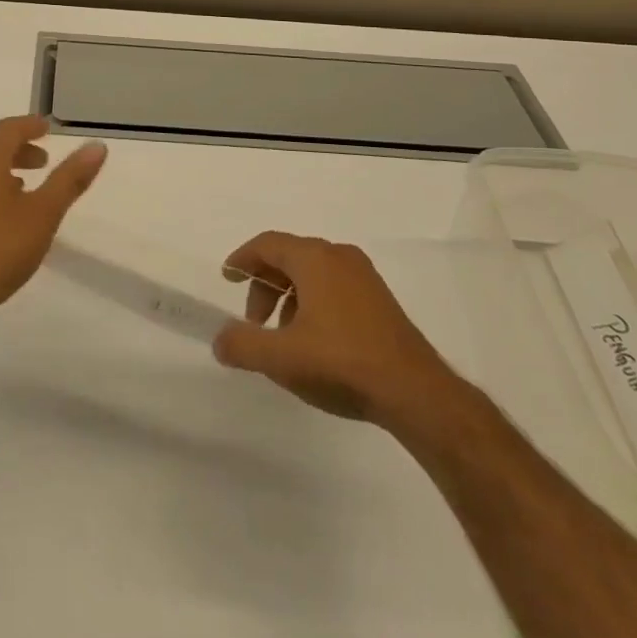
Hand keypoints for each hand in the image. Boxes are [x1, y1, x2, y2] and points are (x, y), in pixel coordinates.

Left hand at [0, 116, 106, 329]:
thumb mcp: (43, 213)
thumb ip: (69, 180)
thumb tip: (97, 146)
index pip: (7, 129)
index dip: (29, 125)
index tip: (49, 128)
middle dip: (20, 150)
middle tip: (45, 162)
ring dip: (7, 172)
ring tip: (29, 190)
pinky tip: (8, 219)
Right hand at [213, 231, 480, 449]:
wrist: (416, 393)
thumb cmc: (342, 363)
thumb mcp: (282, 358)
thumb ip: (242, 345)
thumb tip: (220, 340)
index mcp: (314, 258)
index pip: (267, 244)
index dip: (242, 259)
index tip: (227, 278)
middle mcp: (339, 256)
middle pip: (289, 259)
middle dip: (264, 287)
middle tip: (254, 324)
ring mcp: (364, 277)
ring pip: (312, 275)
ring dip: (289, 299)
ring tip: (284, 339)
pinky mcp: (380, 300)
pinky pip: (334, 288)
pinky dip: (313, 304)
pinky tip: (315, 344)